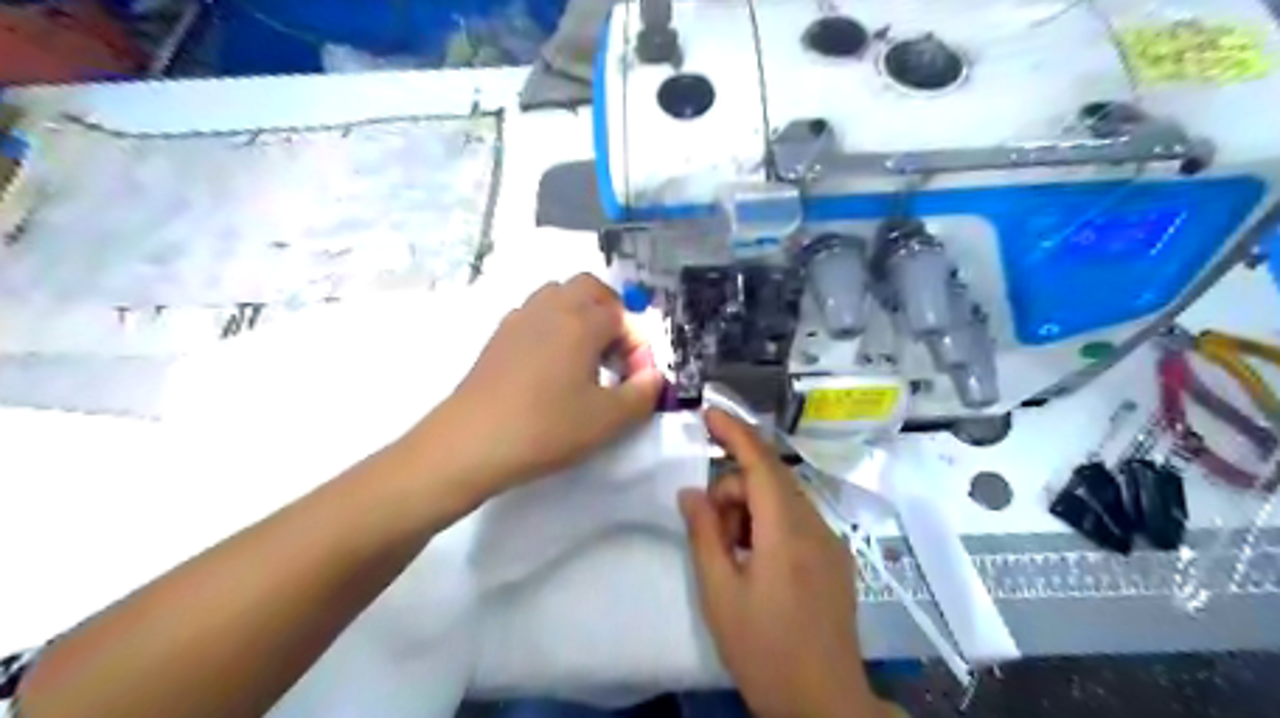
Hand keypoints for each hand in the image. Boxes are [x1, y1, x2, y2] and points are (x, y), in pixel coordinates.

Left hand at [426, 274, 663, 493]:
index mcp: (580, 322)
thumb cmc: (545, 428)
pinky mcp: (498, 337)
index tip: (638, 377)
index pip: (621, 316)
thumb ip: (642, 394)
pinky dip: (552, 325)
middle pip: (588, 287)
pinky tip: (552, 364)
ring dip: (580, 314)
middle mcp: (550, 309)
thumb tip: (653, 377)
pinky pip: (534, 314)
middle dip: (611, 311)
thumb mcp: (607, 420)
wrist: (470, 443)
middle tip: (616, 350)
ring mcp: (518, 319)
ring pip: (557, 295)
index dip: (638, 343)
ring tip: (586, 355)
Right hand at [678, 413, 892, 717]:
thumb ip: (704, 535)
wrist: (825, 704)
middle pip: (769, 480)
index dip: (735, 433)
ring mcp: (830, 542)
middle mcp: (815, 527)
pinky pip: (796, 520)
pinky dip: (769, 524)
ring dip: (751, 510)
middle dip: (734, 490)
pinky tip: (757, 561)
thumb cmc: (765, 652)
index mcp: (786, 533)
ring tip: (733, 554)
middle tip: (712, 532)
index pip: (761, 464)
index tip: (709, 413)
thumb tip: (691, 493)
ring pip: (783, 499)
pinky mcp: (835, 558)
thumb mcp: (720, 594)